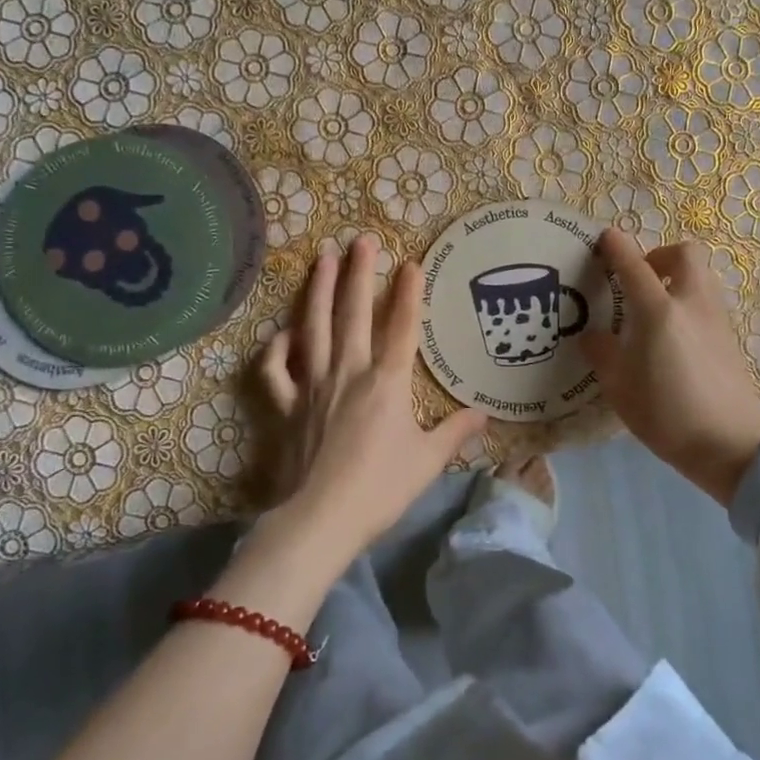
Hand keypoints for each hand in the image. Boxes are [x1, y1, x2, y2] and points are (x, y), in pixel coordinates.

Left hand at [257, 237, 487, 563]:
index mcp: (386, 383)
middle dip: (359, 274)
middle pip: (353, 314)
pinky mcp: (284, 407)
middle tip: (361, 239)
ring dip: (318, 290)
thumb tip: (485, 415)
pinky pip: (275, 370)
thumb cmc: (381, 489)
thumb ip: (455, 432)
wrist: (320, 519)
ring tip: (322, 258)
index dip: (408, 294)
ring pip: (314, 328)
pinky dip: (276, 349)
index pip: (402, 328)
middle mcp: (348, 372)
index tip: (410, 263)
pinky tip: (282, 334)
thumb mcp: (428, 461)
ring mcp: (311, 386)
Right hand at [581, 230, 759, 506]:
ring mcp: (717, 319)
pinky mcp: (731, 338)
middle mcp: (692, 304)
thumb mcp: (619, 388)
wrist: (730, 447)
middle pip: (685, 253)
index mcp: (659, 312)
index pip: (634, 265)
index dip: (617, 246)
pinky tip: (674, 336)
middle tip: (640, 279)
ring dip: (677, 277)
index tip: (604, 238)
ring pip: (701, 276)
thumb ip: (603, 353)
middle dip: (660, 255)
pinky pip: (708, 302)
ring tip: (655, 309)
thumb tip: (593, 335)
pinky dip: (689, 302)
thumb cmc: (666, 416)